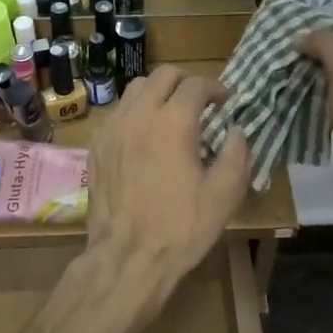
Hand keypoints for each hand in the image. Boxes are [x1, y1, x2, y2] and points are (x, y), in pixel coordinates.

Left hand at [86, 66, 250, 308]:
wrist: (127, 257)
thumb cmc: (181, 228)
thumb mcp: (225, 194)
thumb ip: (237, 154)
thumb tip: (235, 131)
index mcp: (173, 122)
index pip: (196, 85)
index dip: (215, 88)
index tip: (226, 102)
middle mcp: (139, 114)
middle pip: (162, 76)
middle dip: (186, 82)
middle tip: (201, 102)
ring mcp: (112, 128)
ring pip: (135, 89)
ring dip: (158, 92)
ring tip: (171, 114)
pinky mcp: (96, 145)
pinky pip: (117, 112)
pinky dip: (135, 111)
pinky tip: (144, 135)